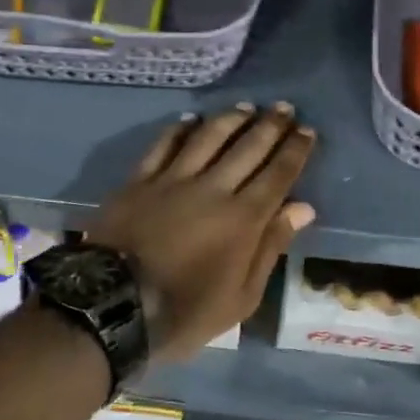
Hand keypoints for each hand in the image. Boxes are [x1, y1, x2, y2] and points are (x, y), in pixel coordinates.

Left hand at [88, 102, 316, 363]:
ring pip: (209, 137)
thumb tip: (302, 208)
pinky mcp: (139, 180)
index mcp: (243, 218)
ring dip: (230, 119)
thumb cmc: (184, 312)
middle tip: (284, 108)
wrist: (111, 307)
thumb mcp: (241, 297)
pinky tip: (191, 120)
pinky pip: (163, 145)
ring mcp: (173, 180)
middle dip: (271, 126)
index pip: (278, 174)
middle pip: (248, 148)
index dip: (295, 150)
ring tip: (246, 107)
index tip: (308, 131)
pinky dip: (180, 129)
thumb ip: (271, 247)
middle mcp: (213, 188)